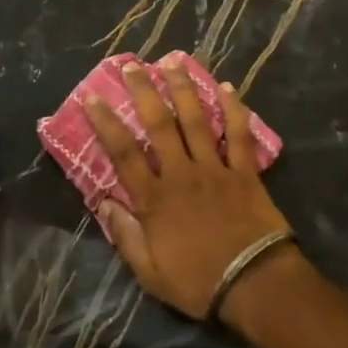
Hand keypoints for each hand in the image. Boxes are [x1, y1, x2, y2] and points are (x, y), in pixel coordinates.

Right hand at [83, 57, 293, 321]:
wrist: (255, 285)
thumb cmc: (198, 282)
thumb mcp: (149, 273)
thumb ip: (125, 235)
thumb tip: (103, 202)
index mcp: (155, 199)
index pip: (124, 153)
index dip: (106, 123)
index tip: (93, 97)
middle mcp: (182, 174)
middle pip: (160, 125)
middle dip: (144, 91)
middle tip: (132, 65)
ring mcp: (216, 170)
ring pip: (197, 120)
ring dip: (184, 89)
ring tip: (173, 62)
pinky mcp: (246, 173)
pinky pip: (239, 135)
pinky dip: (234, 109)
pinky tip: (226, 87)